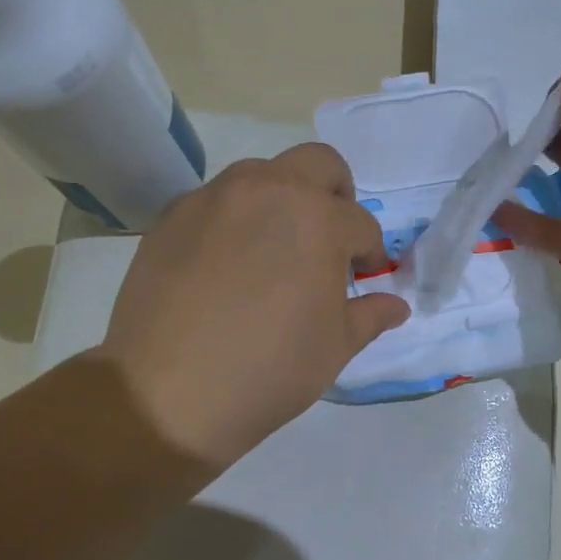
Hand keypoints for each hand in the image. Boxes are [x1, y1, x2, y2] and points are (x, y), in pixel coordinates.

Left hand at [95, 144, 409, 472]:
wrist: (165, 396)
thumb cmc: (269, 371)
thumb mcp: (336, 347)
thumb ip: (370, 315)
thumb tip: (395, 305)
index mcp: (318, 219)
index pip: (360, 223)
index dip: (370, 253)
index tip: (364, 277)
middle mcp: (268, 191)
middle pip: (318, 163)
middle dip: (335, 195)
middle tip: (329, 239)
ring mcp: (214, 198)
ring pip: (262, 174)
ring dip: (282, 200)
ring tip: (274, 251)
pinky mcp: (172, 216)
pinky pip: (217, 201)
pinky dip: (234, 220)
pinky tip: (226, 266)